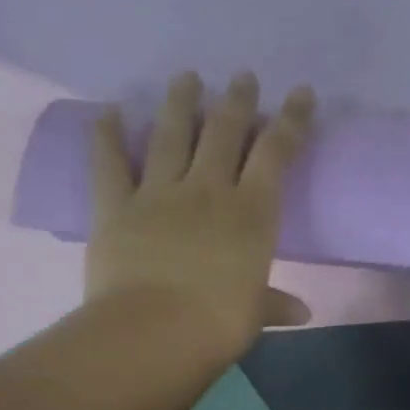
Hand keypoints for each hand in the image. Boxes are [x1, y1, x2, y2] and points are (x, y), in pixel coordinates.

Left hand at [87, 69, 314, 363]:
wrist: (154, 332)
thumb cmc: (218, 323)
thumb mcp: (255, 313)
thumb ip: (276, 304)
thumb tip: (302, 313)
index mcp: (252, 213)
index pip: (276, 153)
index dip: (290, 120)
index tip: (299, 93)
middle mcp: (208, 190)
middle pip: (224, 132)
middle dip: (236, 100)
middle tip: (242, 76)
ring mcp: (159, 193)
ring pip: (171, 135)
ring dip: (179, 102)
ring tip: (186, 76)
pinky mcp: (116, 206)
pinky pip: (109, 163)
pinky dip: (107, 136)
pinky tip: (109, 112)